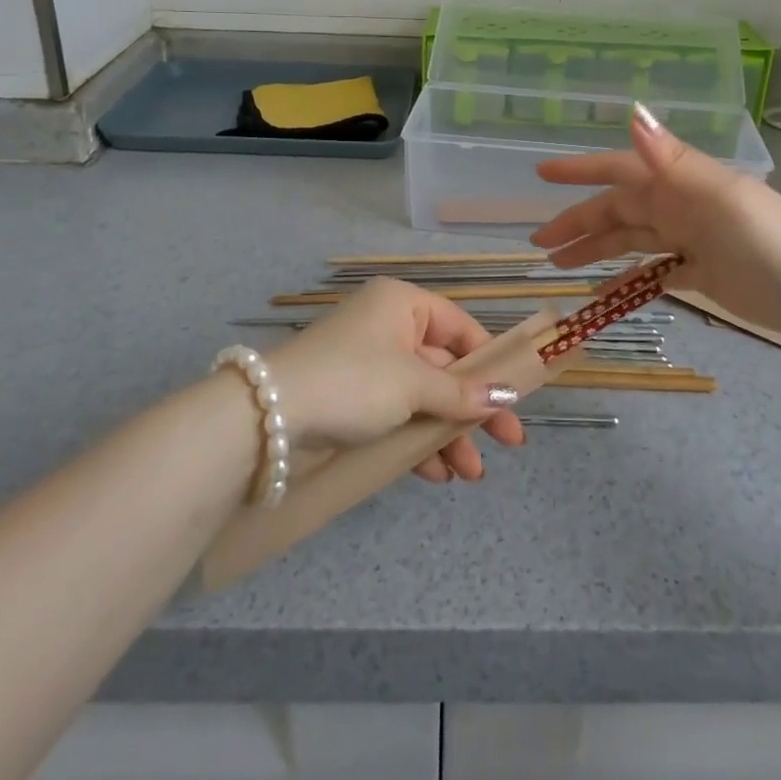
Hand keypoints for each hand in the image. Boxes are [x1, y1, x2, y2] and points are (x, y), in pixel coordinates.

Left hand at [262, 277, 525, 482]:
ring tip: (470, 474)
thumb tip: (505, 396)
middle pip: (444, 368)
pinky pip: (397, 416)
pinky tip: (435, 474)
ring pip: (422, 397)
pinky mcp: (352, 402)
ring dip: (447, 434)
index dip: (489, 362)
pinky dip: (416, 442)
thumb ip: (461, 393)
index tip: (514, 397)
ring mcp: (368, 367)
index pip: (460, 327)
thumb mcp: (413, 384)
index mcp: (401, 305)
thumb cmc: (352, 381)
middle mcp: (387, 328)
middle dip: (472, 409)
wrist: (266, 420)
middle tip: (508, 443)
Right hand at [532, 104, 780, 338]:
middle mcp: (678, 205)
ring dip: (595, 250)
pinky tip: (604, 295)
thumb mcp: (718, 197)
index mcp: (678, 183)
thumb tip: (632, 112)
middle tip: (538, 244)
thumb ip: (670, 160)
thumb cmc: (770, 238)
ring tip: (559, 266)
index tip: (541, 174)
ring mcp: (689, 239)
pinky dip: (627, 282)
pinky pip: (653, 274)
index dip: (579, 170)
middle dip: (577, 222)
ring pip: (630, 240)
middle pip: (616, 210)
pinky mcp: (701, 272)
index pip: (618, 169)